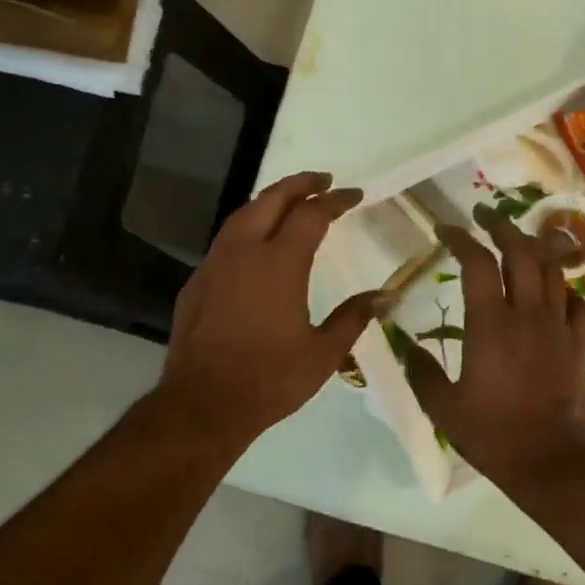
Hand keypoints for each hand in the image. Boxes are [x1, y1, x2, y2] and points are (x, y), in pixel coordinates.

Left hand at [157, 171, 377, 445]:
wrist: (203, 404)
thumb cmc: (270, 379)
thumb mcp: (323, 353)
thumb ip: (354, 317)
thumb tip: (387, 296)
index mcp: (280, 263)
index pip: (312, 214)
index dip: (336, 200)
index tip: (355, 195)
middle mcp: (244, 252)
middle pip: (271, 199)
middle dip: (299, 184)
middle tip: (322, 180)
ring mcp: (215, 265)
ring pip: (242, 215)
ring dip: (269, 201)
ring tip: (290, 203)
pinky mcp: (196, 283)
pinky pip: (225, 241)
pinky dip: (246, 229)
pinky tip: (254, 246)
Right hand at [402, 202, 584, 493]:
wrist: (550, 461)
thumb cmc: (493, 434)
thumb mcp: (443, 406)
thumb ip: (421, 370)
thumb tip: (404, 345)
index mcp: (490, 324)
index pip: (476, 263)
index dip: (460, 238)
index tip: (445, 229)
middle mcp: (527, 315)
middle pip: (521, 252)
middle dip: (502, 225)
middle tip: (486, 214)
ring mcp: (558, 327)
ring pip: (553, 270)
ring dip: (535, 246)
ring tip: (520, 238)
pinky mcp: (577, 344)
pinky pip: (577, 303)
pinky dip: (564, 288)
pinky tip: (554, 290)